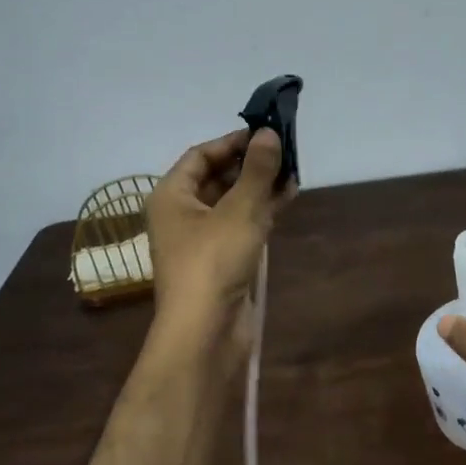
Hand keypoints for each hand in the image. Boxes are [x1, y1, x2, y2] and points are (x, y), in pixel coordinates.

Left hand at [146, 127, 293, 367]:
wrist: (205, 332)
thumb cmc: (214, 262)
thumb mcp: (239, 210)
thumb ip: (257, 171)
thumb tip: (269, 134)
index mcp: (172, 195)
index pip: (201, 155)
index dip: (232, 141)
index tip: (266, 132)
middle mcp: (182, 213)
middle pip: (217, 177)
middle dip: (251, 164)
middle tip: (286, 151)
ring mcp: (201, 239)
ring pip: (232, 202)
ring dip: (260, 187)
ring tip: (293, 173)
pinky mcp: (221, 259)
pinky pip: (241, 224)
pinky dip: (262, 210)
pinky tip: (288, 198)